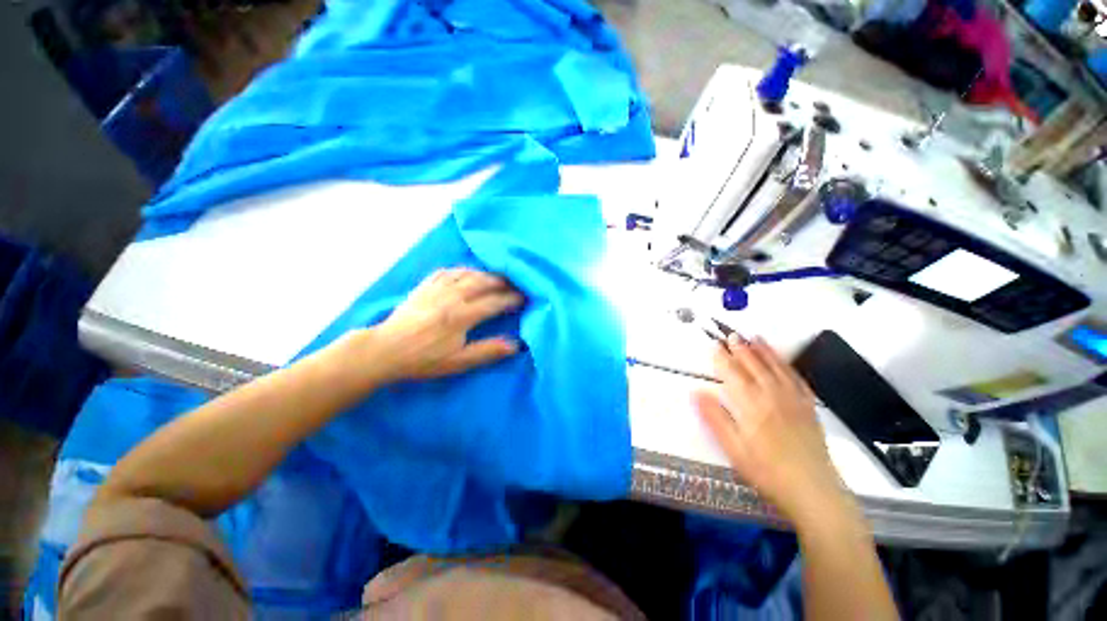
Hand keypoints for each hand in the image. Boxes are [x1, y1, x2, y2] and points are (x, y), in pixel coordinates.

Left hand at [364, 268, 523, 382]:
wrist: (385, 350)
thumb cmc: (423, 359)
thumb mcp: (458, 362)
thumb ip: (487, 351)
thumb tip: (516, 345)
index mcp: (461, 316)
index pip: (494, 302)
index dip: (512, 299)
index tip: (525, 298)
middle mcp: (452, 297)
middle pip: (484, 282)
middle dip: (503, 282)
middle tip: (516, 284)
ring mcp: (436, 288)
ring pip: (467, 273)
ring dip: (486, 274)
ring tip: (497, 277)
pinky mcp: (424, 286)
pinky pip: (448, 271)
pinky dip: (462, 270)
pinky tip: (467, 273)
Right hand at [693, 336, 851, 525]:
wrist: (813, 491)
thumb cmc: (766, 471)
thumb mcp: (733, 449)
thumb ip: (714, 418)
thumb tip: (696, 392)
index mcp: (752, 406)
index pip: (733, 375)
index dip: (722, 359)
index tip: (714, 346)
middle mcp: (773, 397)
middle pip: (755, 367)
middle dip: (742, 349)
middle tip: (732, 335)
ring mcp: (794, 401)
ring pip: (777, 369)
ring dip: (765, 351)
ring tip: (756, 337)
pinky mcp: (809, 409)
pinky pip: (798, 381)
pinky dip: (789, 367)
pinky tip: (784, 362)